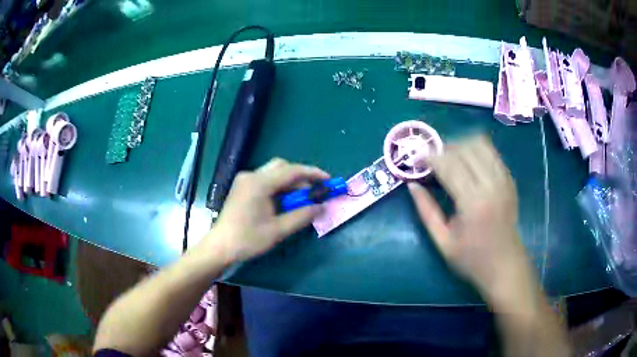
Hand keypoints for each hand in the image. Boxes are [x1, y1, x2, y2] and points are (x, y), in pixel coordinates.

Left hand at [202, 158, 329, 263]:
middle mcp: (251, 176)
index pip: (291, 171)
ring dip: (289, 182)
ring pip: (273, 173)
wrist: (220, 246)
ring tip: (300, 199)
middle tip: (313, 192)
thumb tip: (321, 207)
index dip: (313, 174)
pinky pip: (265, 180)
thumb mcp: (278, 230)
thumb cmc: (247, 239)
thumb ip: (302, 216)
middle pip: (282, 166)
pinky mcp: (242, 187)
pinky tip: (284, 201)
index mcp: (259, 183)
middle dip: (300, 176)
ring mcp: (245, 180)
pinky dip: (279, 187)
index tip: (328, 180)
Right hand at [408, 136, 532, 300]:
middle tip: (432, 160)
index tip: (417, 159)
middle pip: (464, 149)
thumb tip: (412, 186)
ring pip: (481, 144)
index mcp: (473, 203)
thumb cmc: (472, 259)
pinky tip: (468, 162)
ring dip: (461, 145)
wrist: (505, 266)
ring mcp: (504, 180)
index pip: (449, 165)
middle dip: (444, 149)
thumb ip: (426, 212)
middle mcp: (491, 186)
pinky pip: (493, 153)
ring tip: (450, 157)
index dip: (430, 157)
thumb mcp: (443, 242)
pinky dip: (477, 150)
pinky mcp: (510, 180)